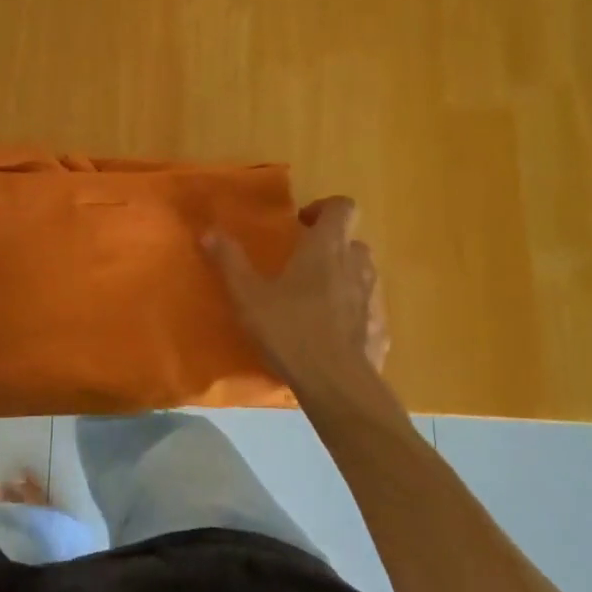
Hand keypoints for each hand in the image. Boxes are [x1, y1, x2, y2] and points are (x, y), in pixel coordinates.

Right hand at [205, 197, 388, 394]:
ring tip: (315, 300)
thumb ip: (230, 261)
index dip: (324, 208)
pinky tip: (333, 334)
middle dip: (330, 247)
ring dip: (343, 277)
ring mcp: (374, 298)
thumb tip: (209, 231)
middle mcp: (357, 265)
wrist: (337, 384)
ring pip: (362, 274)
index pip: (342, 207)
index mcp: (327, 248)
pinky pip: (368, 309)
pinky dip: (353, 312)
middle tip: (301, 265)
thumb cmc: (290, 331)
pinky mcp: (381, 329)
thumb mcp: (248, 296)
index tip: (301, 224)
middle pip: (351, 241)